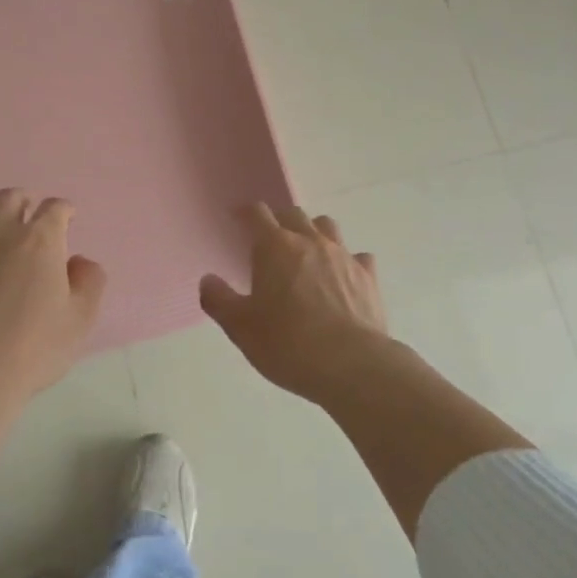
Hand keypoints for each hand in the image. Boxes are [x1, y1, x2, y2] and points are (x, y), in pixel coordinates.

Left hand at [0, 189, 107, 399]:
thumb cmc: (35, 345)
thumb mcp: (80, 319)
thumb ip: (89, 283)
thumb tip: (80, 262)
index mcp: (40, 241)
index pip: (54, 208)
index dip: (64, 210)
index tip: (68, 218)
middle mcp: (2, 234)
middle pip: (11, 198)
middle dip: (26, 200)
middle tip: (32, 212)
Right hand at [200, 204, 390, 402]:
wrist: (352, 364)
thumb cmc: (288, 343)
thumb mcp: (241, 328)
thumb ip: (219, 300)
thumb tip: (208, 280)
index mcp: (275, 247)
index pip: (258, 214)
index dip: (246, 213)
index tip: (238, 219)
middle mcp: (310, 242)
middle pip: (294, 214)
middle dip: (279, 221)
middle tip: (270, 241)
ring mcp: (343, 256)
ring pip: (327, 226)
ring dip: (314, 232)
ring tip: (307, 252)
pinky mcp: (368, 276)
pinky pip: (358, 256)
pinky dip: (347, 261)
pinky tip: (343, 277)